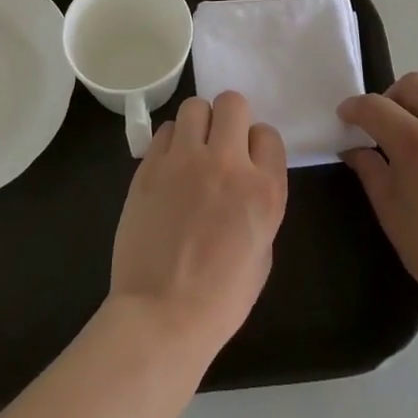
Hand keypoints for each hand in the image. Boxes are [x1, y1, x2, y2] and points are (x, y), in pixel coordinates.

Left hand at [110, 91, 287, 362]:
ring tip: (192, 149)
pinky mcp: (150, 166)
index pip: (267, 133)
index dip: (257, 146)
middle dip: (230, 119)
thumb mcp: (263, 251)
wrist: (162, 315)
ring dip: (198, 123)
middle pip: (232, 103)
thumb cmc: (221, 297)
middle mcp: (227, 164)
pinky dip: (170, 142)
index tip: (248, 162)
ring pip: (195, 106)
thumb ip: (259, 203)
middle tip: (220, 144)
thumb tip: (245, 180)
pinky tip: (169, 167)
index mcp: (264, 189)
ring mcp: (184, 161)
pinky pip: (164, 130)